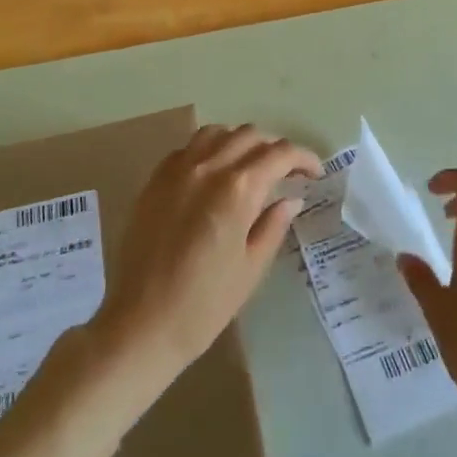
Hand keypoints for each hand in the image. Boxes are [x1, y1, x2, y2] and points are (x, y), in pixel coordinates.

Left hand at [90, 124, 319, 385]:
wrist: (142, 323)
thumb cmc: (205, 304)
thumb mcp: (251, 268)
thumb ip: (273, 225)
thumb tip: (291, 199)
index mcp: (238, 189)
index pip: (279, 154)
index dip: (303, 158)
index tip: (315, 173)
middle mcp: (208, 167)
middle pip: (249, 135)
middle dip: (274, 148)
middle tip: (286, 172)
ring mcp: (178, 169)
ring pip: (217, 133)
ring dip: (240, 141)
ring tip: (250, 165)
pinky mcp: (155, 180)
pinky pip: (188, 148)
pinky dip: (209, 149)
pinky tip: (213, 173)